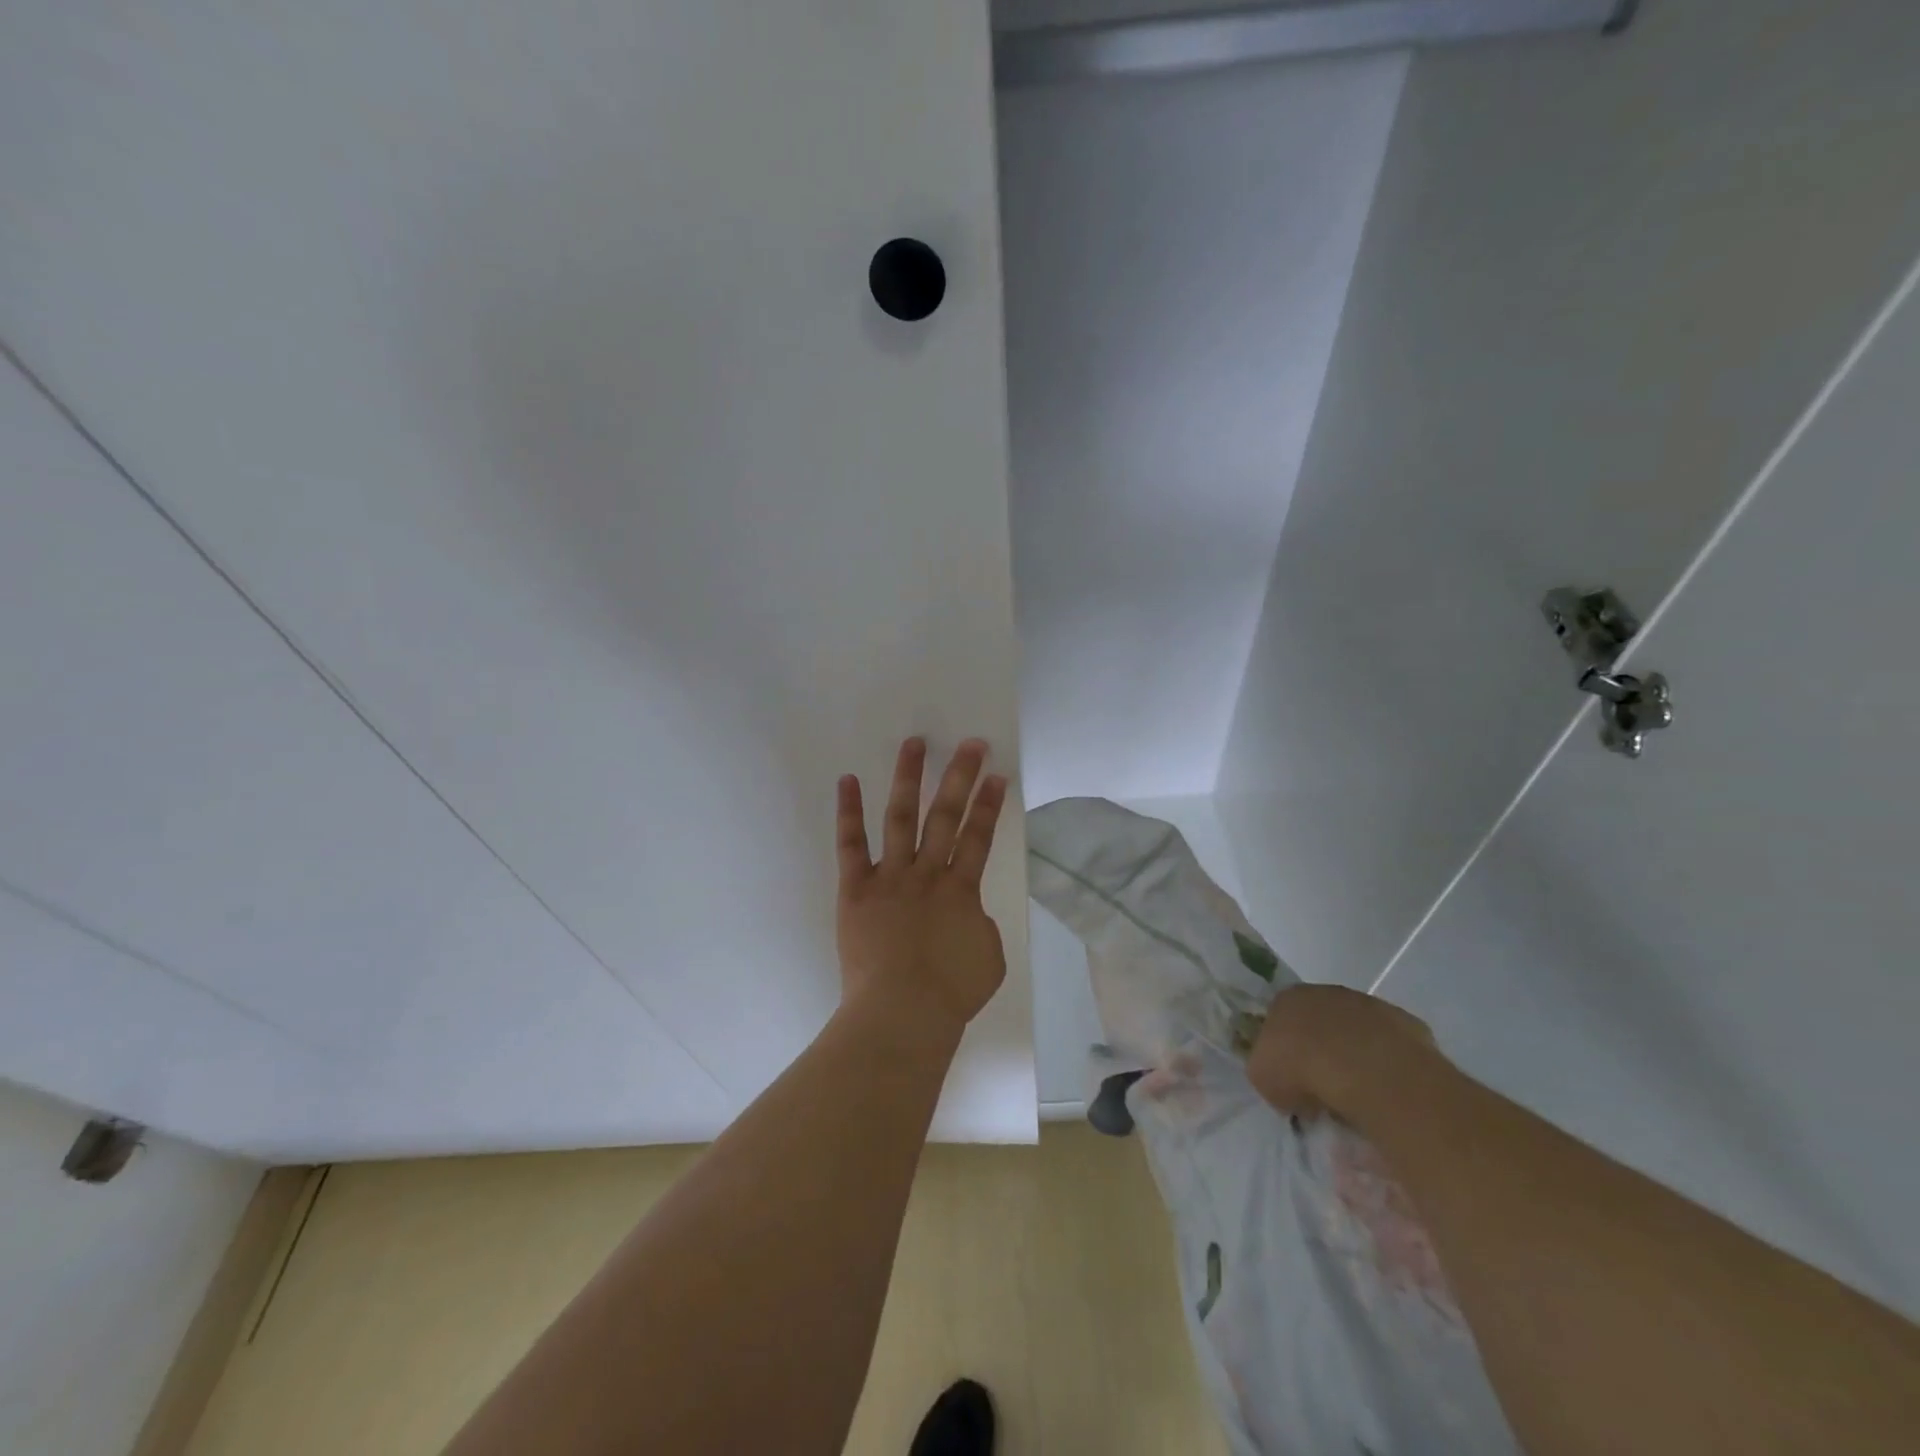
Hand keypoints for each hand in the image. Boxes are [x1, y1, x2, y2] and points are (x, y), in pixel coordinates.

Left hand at [835, 737, 1009, 1043]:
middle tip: (971, 744)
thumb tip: (966, 911)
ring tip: (914, 744)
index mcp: (961, 890)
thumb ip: (978, 924)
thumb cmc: (950, 994)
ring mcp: (890, 877)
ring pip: (901, 817)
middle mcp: (927, 873)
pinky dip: (849, 811)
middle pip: (946, 816)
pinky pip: (851, 844)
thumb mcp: (988, 958)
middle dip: (960, 777)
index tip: (997, 774)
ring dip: (908, 778)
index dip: (989, 804)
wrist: (901, 1014)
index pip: (979, 837)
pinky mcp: (856, 888)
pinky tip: (849, 780)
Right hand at [1248, 983, 1442, 1121]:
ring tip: (1358, 1094)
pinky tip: (1386, 1091)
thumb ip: (1269, 1071)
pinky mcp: (1407, 1024)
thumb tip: (1285, 1084)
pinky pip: (1392, 1048)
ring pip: (1358, 1032)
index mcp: (1287, 998)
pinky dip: (1388, 1066)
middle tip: (1323, 1087)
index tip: (1290, 1077)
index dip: (1284, 1049)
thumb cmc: (1302, 1069)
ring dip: (1357, 1057)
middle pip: (1321, 1022)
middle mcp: (1327, 992)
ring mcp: (1370, 1005)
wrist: (1366, 1070)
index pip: (1280, 1018)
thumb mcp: (1262, 1077)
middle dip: (1321, 1049)